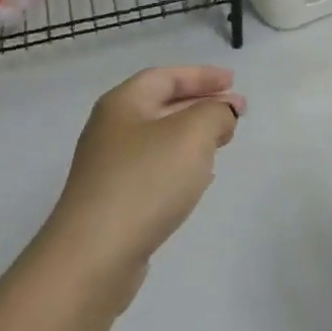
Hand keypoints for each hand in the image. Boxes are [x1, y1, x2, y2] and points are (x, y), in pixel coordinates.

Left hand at [42, 66, 245, 302]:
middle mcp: (111, 130)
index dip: (201, 75)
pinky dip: (181, 164)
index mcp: (123, 104)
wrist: (95, 255)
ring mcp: (109, 167)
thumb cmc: (146, 181)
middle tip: (236, 111)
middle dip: (201, 104)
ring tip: (223, 140)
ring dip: (192, 135)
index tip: (233, 81)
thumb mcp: (192, 134)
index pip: (165, 77)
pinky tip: (199, 178)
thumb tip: (223, 112)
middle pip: (161, 105)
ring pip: (159, 138)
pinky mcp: (114, 201)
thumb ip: (215, 113)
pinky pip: (154, 169)